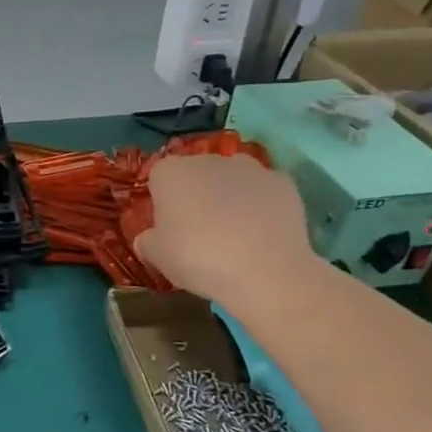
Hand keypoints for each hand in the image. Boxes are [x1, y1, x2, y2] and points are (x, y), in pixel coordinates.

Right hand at [136, 154, 318, 304]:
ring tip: (236, 231)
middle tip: (200, 231)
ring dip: (231, 195)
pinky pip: (265, 191)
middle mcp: (208, 160)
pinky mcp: (284, 183)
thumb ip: (148, 241)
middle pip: (197, 173)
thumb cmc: (197, 258)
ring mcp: (250, 168)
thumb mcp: (157, 256)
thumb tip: (150, 238)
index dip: (163, 201)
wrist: (265, 271)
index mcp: (171, 172)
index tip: (169, 226)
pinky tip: (263, 232)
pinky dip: (262, 204)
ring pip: (233, 178)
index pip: (159, 177)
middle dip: (197, 194)